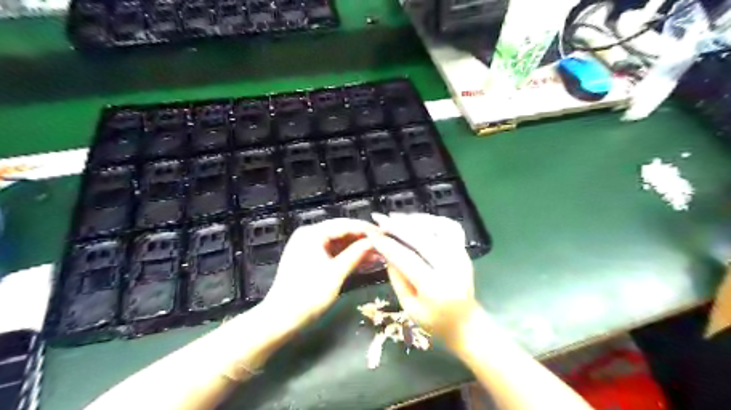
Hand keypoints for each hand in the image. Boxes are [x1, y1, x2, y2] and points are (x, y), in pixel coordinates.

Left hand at [261, 218, 376, 329]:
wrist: (280, 320)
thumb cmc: (307, 296)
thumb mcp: (335, 274)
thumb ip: (356, 254)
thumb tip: (374, 242)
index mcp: (312, 234)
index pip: (345, 225)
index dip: (367, 229)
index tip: (386, 234)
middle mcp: (310, 236)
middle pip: (343, 232)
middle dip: (364, 240)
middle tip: (385, 245)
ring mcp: (310, 248)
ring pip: (340, 244)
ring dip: (358, 249)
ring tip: (380, 255)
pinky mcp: (312, 260)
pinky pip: (335, 254)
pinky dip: (349, 258)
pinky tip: (366, 262)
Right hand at [368, 214, 477, 346]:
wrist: (465, 324)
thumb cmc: (434, 321)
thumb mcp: (408, 306)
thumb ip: (397, 277)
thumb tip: (386, 251)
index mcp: (434, 287)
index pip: (405, 258)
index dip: (386, 244)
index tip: (370, 232)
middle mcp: (450, 267)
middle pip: (421, 238)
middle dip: (397, 226)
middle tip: (380, 218)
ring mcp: (461, 256)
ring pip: (438, 227)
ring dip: (415, 219)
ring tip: (397, 217)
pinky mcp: (464, 251)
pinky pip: (450, 227)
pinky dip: (433, 220)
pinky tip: (418, 220)